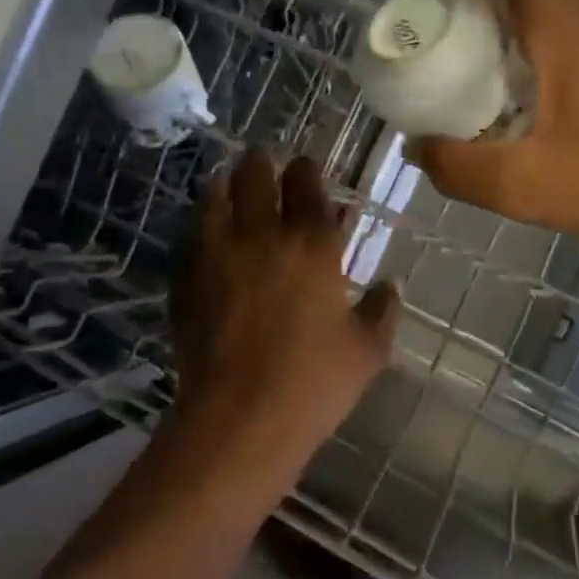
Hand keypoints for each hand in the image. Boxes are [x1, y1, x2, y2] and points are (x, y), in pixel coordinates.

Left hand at [168, 149, 399, 474]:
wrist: (240, 420)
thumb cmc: (314, 383)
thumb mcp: (367, 350)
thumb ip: (383, 309)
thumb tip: (393, 283)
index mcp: (312, 244)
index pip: (306, 184)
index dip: (305, 168)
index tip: (305, 165)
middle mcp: (262, 236)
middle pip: (255, 176)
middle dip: (260, 161)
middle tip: (262, 158)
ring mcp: (216, 255)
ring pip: (215, 197)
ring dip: (225, 183)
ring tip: (228, 180)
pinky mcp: (186, 280)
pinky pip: (191, 237)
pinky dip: (200, 224)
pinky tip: (205, 232)